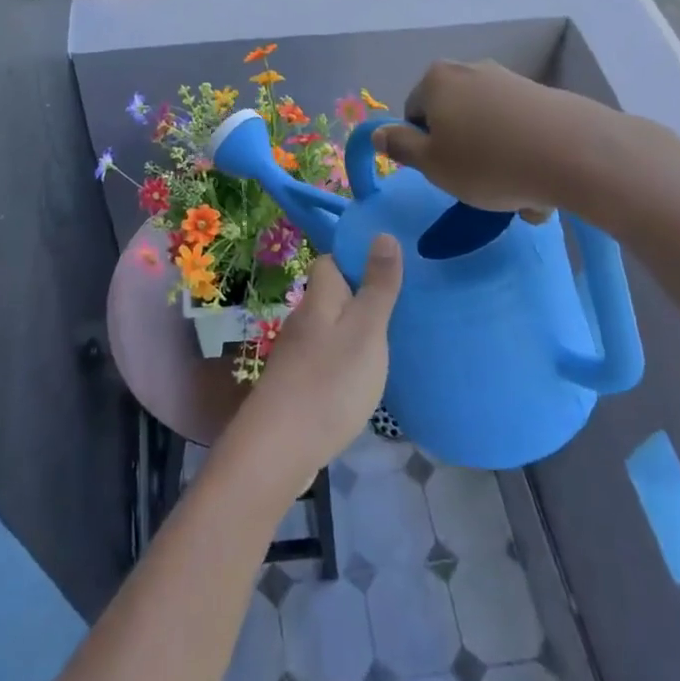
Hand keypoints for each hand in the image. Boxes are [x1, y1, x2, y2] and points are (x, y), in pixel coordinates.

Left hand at [221, 238, 403, 494]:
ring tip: (389, 342)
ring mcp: (296, 355)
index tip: (387, 267)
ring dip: (353, 331)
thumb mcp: (366, 330)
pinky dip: (344, 361)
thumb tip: (383, 233)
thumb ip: (377, 286)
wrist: (279, 447)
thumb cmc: (330, 381)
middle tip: (399, 307)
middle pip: (330, 296)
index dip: (354, 259)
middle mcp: (303, 320)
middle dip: (359, 296)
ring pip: (328, 329)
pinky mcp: (296, 386)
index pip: (329, 262)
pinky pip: (325, 359)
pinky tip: (363, 378)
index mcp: (319, 299)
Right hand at [373, 60, 651, 223]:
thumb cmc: (488, 162)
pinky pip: (521, 131)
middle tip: (478, 187)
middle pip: (454, 120)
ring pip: (489, 130)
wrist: (575, 153)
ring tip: (518, 197)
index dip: (424, 148)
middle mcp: (470, 70)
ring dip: (497, 162)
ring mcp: (509, 80)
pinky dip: (524, 156)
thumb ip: (400, 147)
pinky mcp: (544, 96)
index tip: (445, 173)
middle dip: (463, 154)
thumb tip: (378, 132)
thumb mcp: (432, 164)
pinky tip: (541, 186)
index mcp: (436, 80)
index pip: (414, 115)